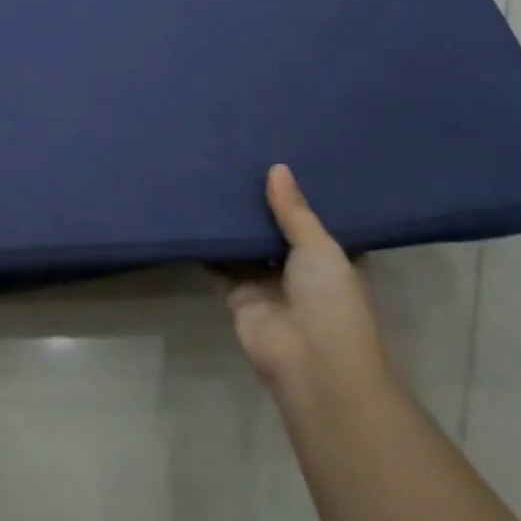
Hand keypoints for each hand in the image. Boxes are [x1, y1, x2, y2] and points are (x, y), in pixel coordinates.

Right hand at [227, 165, 391, 407]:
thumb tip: (276, 168)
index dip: (294, 195)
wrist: (312, 362)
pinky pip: (218, 267)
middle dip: (256, 204)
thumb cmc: (331, 300)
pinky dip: (206, 248)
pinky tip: (189, 217)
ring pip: (244, 246)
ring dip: (230, 224)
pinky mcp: (237, 296)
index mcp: (328, 257)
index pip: (310, 220)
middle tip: (233, 161)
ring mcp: (266, 283)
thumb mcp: (320, 247)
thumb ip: (294, 210)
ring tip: (207, 179)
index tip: (275, 159)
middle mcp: (298, 268)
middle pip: (272, 230)